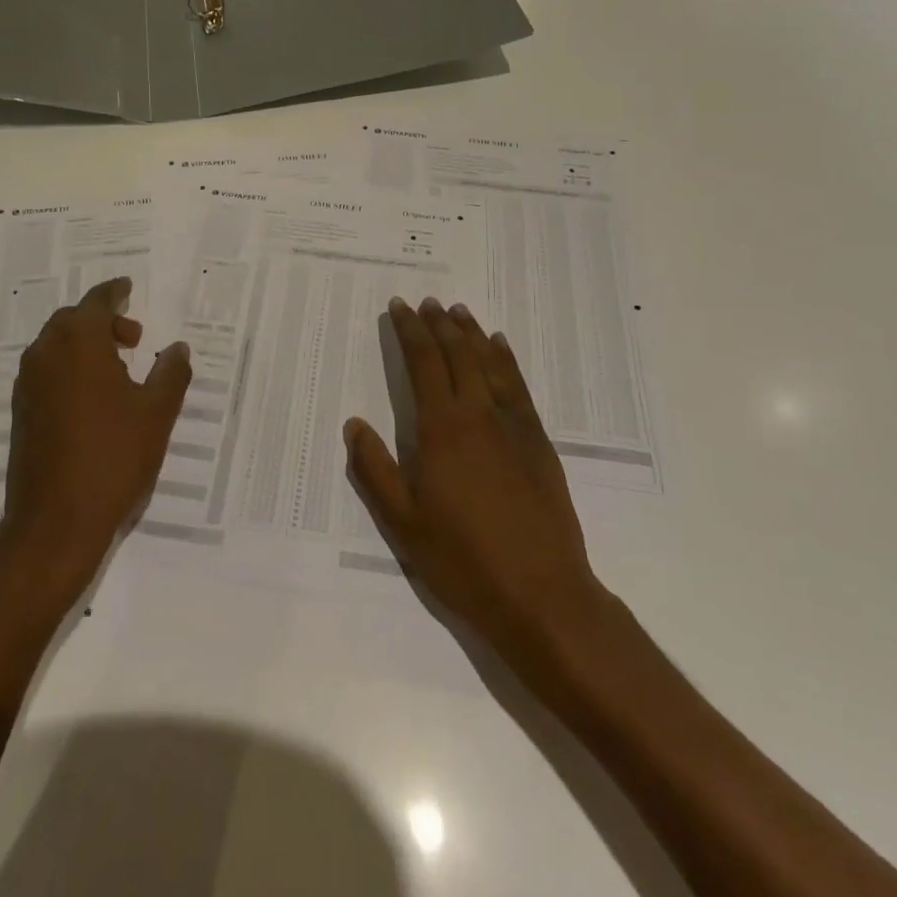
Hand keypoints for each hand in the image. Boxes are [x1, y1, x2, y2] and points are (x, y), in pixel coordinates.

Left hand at [0, 277, 191, 603]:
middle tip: (134, 338)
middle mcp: (46, 354)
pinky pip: (47, 370)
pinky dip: (70, 367)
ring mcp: (28, 384)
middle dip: (103, 320)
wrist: (55, 522)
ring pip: (56, 345)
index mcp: (79, 343)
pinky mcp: (21, 412)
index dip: (115, 292)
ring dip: (85, 344)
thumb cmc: (113, 458)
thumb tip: (178, 347)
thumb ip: (171, 373)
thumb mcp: (157, 413)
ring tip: (118, 368)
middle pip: (72, 319)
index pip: (97, 301)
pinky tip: (94, 397)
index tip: (129, 288)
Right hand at [344, 297, 611, 672]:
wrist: (542, 595)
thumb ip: (374, 469)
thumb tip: (354, 424)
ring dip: (472, 333)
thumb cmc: (462, 560)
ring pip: (490, 362)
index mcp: (442, 429)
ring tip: (458, 311)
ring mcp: (513, 426)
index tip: (400, 307)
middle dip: (439, 324)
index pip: (424, 363)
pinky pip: (519, 386)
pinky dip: (506, 360)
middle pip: (458, 353)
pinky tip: (500, 347)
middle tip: (426, 302)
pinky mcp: (538, 442)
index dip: (410, 331)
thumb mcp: (402, 523)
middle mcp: (478, 414)